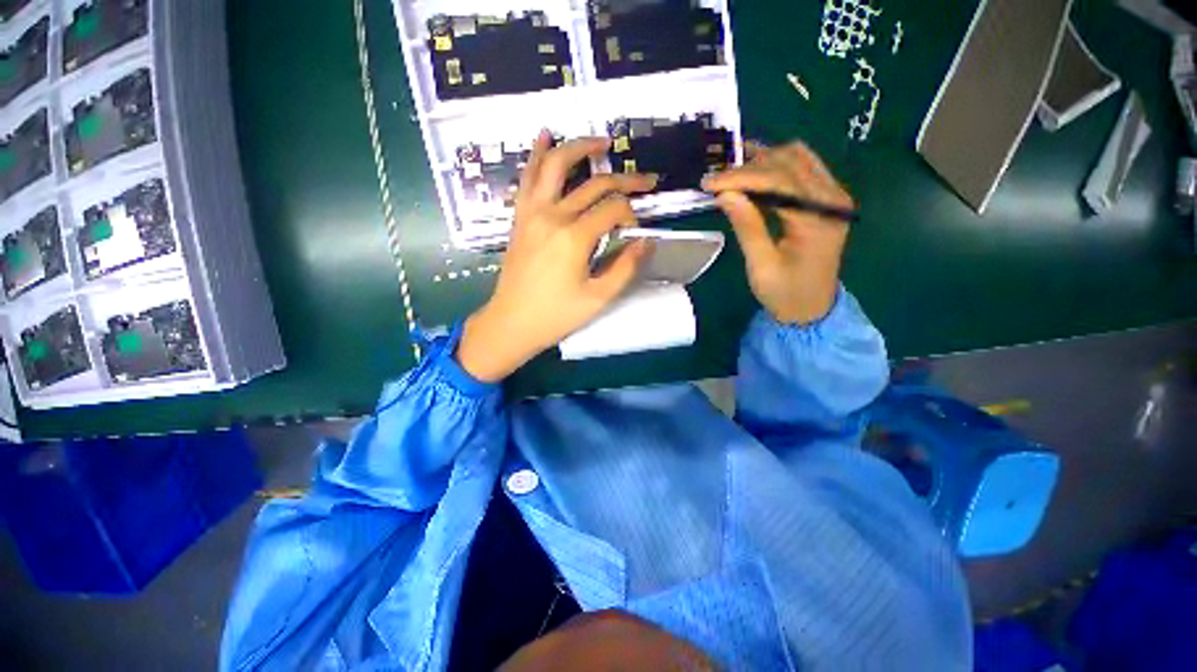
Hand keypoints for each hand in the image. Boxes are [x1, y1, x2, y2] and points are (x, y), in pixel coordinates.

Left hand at [456, 132, 657, 382]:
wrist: (512, 322)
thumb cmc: (556, 315)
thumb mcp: (598, 298)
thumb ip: (626, 267)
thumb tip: (646, 241)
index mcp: (574, 237)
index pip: (613, 209)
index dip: (631, 213)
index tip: (636, 229)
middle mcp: (552, 215)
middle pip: (594, 184)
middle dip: (624, 180)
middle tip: (645, 179)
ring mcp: (532, 212)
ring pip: (555, 165)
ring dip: (580, 148)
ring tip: (602, 142)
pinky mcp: (520, 216)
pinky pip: (528, 177)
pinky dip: (537, 154)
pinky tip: (545, 136)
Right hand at [702, 141, 853, 324]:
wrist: (812, 308)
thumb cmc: (785, 293)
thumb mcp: (761, 266)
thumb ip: (746, 226)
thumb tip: (725, 194)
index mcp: (818, 219)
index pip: (779, 181)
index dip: (742, 177)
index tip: (709, 182)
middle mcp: (832, 198)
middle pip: (790, 162)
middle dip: (748, 167)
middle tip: (715, 178)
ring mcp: (833, 195)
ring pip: (798, 158)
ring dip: (762, 160)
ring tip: (730, 171)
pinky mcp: (826, 198)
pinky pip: (802, 167)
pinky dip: (775, 166)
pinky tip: (752, 173)